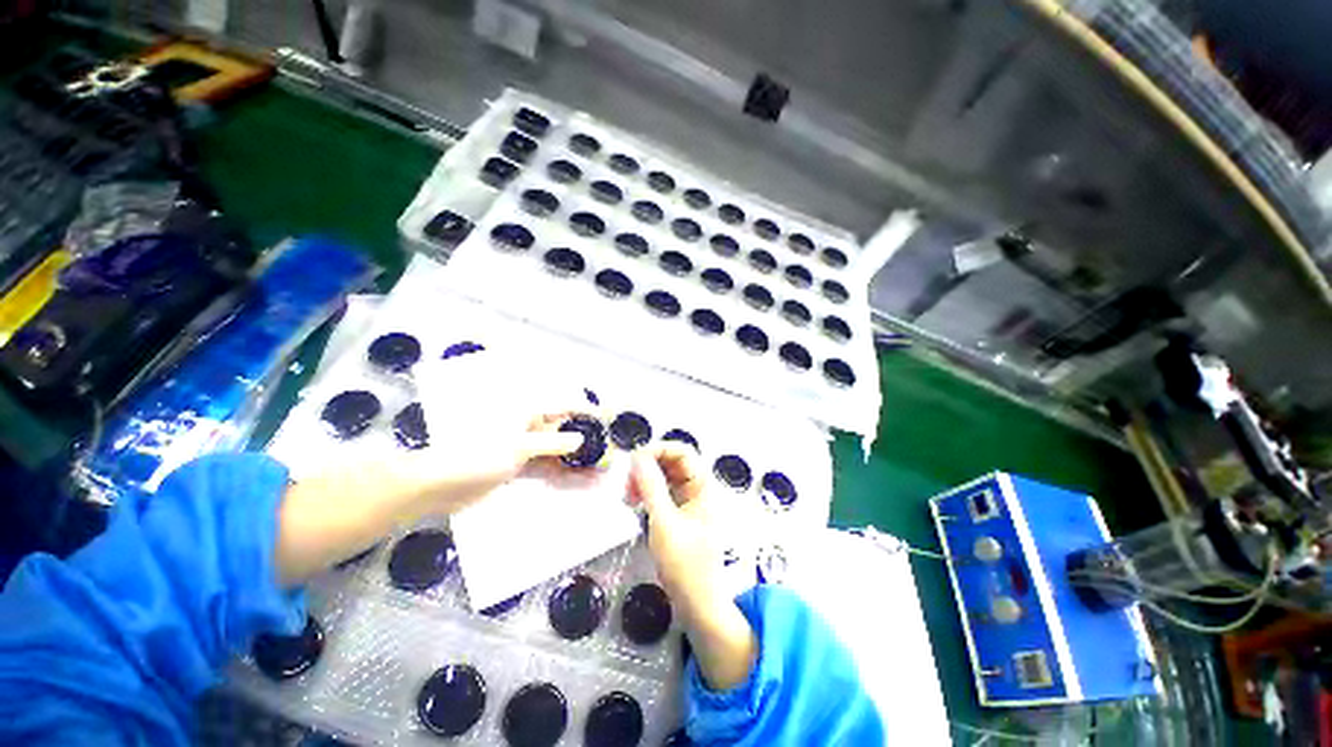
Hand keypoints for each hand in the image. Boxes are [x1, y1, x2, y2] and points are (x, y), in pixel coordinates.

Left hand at [275, 403, 586, 586]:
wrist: (437, 485)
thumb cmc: (476, 454)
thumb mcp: (519, 446)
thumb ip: (552, 441)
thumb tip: (580, 439)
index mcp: (528, 411)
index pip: (565, 404)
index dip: (588, 411)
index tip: (608, 423)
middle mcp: (529, 425)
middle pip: (564, 429)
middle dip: (586, 440)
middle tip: (608, 454)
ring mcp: (523, 446)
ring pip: (557, 450)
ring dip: (576, 460)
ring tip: (598, 473)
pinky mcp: (517, 466)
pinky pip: (545, 468)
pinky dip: (560, 475)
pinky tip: (576, 483)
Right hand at [628, 443, 719, 603]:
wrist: (698, 604)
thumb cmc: (685, 565)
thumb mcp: (664, 523)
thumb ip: (651, 487)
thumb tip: (637, 456)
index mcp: (704, 486)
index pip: (683, 452)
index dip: (659, 449)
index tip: (634, 460)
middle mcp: (699, 488)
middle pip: (673, 462)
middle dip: (649, 466)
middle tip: (628, 483)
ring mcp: (690, 500)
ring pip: (666, 476)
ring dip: (646, 480)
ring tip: (629, 495)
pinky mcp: (681, 512)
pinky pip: (664, 491)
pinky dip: (649, 492)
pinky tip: (636, 502)